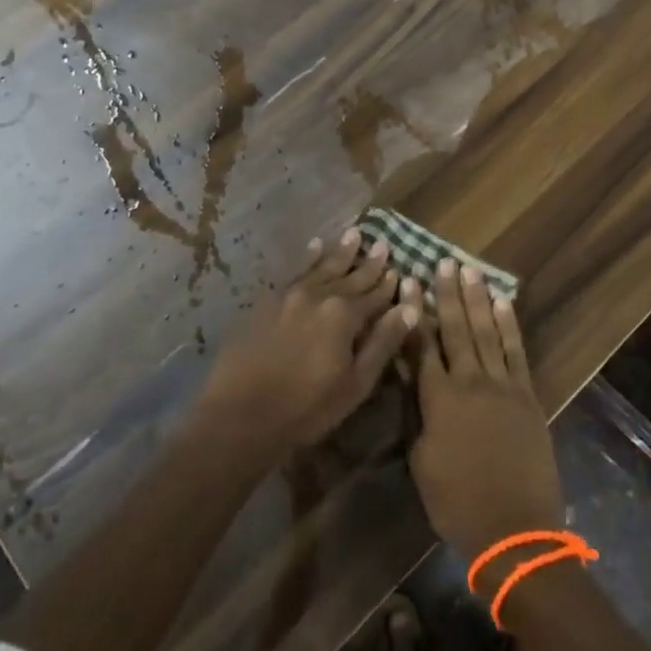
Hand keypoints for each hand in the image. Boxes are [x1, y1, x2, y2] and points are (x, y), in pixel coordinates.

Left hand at [199, 229, 418, 452]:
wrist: (240, 416)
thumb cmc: (307, 408)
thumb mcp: (356, 383)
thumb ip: (383, 342)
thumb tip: (410, 308)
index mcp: (344, 315)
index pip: (374, 295)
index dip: (388, 285)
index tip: (398, 269)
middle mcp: (319, 296)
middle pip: (350, 277)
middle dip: (368, 263)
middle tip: (382, 244)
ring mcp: (289, 296)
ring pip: (322, 268)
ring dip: (339, 253)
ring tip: (353, 234)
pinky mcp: (266, 303)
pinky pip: (294, 273)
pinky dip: (308, 259)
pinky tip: (314, 247)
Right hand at [409, 259, 563, 572]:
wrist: (515, 528)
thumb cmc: (458, 503)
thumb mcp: (423, 462)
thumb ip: (419, 416)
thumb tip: (415, 383)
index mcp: (439, 400)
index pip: (421, 346)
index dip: (413, 313)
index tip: (408, 283)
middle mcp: (470, 382)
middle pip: (455, 330)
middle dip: (447, 294)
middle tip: (442, 263)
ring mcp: (502, 385)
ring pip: (486, 332)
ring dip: (477, 299)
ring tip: (469, 270)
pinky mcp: (527, 394)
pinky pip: (516, 351)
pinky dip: (508, 324)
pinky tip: (502, 302)